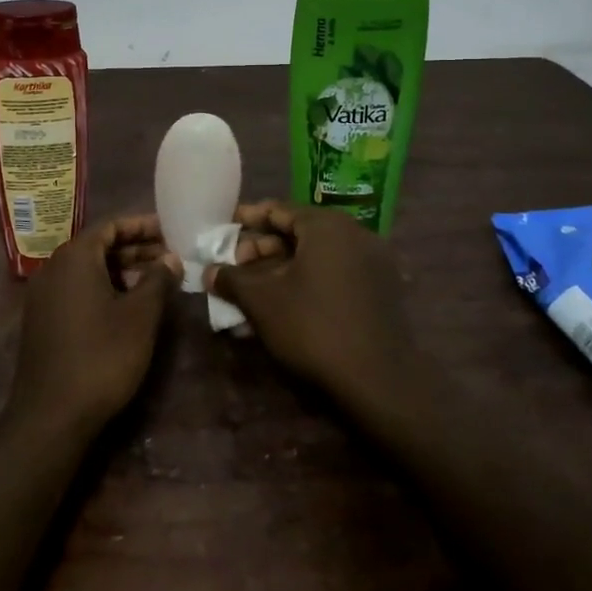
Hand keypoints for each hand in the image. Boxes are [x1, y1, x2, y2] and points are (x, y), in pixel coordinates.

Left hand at [8, 215, 178, 432]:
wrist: (51, 415)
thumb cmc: (101, 356)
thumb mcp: (139, 316)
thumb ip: (158, 280)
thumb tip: (171, 258)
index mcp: (74, 257)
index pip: (111, 226)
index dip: (142, 226)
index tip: (170, 230)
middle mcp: (53, 267)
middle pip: (98, 246)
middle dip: (135, 249)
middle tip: (169, 256)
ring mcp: (43, 295)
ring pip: (88, 269)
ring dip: (121, 270)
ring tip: (156, 281)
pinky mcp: (42, 319)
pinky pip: (77, 289)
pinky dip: (103, 288)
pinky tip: (128, 305)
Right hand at [212, 202, 425, 408]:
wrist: (379, 380)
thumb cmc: (313, 327)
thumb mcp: (263, 302)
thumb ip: (233, 280)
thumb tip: (209, 272)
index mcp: (327, 226)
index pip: (280, 210)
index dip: (250, 217)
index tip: (227, 225)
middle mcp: (355, 234)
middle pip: (300, 232)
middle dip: (264, 248)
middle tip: (237, 265)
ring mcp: (374, 263)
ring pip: (317, 256)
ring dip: (284, 268)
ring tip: (256, 288)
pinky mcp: (382, 290)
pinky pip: (336, 273)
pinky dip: (309, 280)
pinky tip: (287, 303)